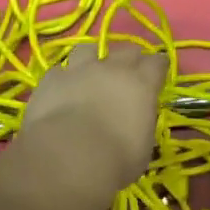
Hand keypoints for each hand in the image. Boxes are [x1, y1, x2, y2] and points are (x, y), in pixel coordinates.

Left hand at [22, 44, 168, 193]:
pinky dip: (62, 79)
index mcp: (141, 84)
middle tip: (128, 72)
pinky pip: (59, 71)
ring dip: (92, 58)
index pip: (157, 63)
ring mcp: (79, 70)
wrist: (68, 157)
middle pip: (126, 51)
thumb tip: (136, 121)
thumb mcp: (143, 147)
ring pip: (88, 49)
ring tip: (90, 71)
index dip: (158, 67)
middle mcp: (112, 69)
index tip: (158, 74)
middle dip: (130, 59)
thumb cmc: (116, 159)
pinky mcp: (51, 80)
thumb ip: (141, 125)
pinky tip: (61, 90)